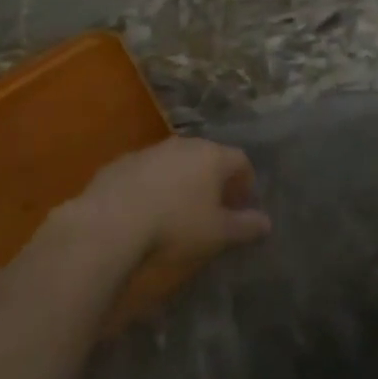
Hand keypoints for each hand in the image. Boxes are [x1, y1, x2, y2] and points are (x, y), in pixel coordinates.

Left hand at [69, 137, 271, 268]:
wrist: (110, 223)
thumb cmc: (175, 225)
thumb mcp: (217, 234)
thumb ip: (245, 226)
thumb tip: (267, 223)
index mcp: (213, 156)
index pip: (240, 160)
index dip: (245, 182)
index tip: (242, 204)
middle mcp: (184, 144)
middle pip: (208, 156)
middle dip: (214, 179)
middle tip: (213, 207)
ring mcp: (151, 150)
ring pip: (176, 161)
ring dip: (182, 180)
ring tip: (177, 209)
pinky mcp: (121, 162)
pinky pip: (147, 171)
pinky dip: (153, 185)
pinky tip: (145, 210)